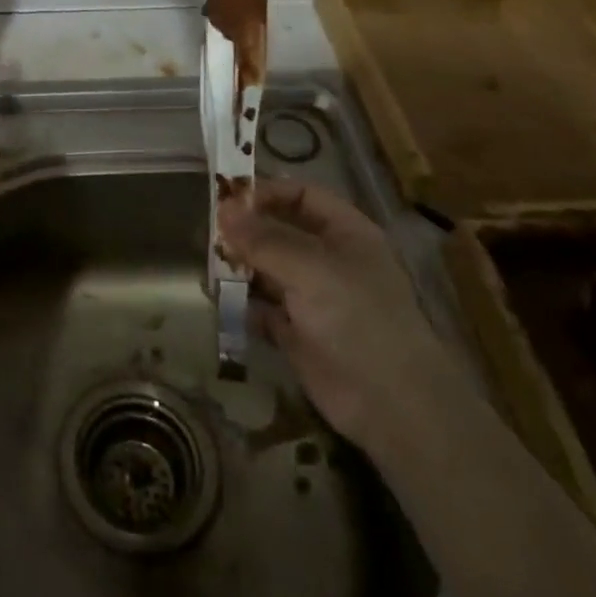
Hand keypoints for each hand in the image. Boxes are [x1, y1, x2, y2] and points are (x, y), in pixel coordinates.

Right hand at [219, 180, 458, 446]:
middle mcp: (328, 260)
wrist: (390, 403)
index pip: (302, 195)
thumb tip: (222, 209)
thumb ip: (264, 238)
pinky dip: (239, 303)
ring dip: (238, 266)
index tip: (227, 199)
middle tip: (207, 232)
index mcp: (345, 233)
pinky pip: (261, 307)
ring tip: (205, 264)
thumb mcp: (310, 268)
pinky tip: (215, 298)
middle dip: (246, 230)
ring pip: (267, 269)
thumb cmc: (357, 318)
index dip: (267, 193)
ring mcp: (312, 297)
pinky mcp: (296, 333)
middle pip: (280, 231)